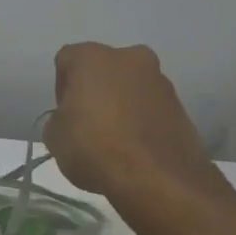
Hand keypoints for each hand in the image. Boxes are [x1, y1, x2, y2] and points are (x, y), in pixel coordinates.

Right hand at [44, 42, 223, 206]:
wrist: (157, 177)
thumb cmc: (94, 147)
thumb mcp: (53, 136)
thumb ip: (59, 118)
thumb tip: (72, 119)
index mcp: (93, 57)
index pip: (66, 60)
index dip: (61, 87)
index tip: (64, 113)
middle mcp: (129, 57)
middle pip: (103, 69)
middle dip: (94, 90)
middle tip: (87, 122)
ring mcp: (160, 80)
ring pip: (130, 86)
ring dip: (120, 104)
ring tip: (114, 139)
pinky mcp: (181, 105)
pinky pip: (150, 106)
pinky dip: (140, 119)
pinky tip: (134, 146)